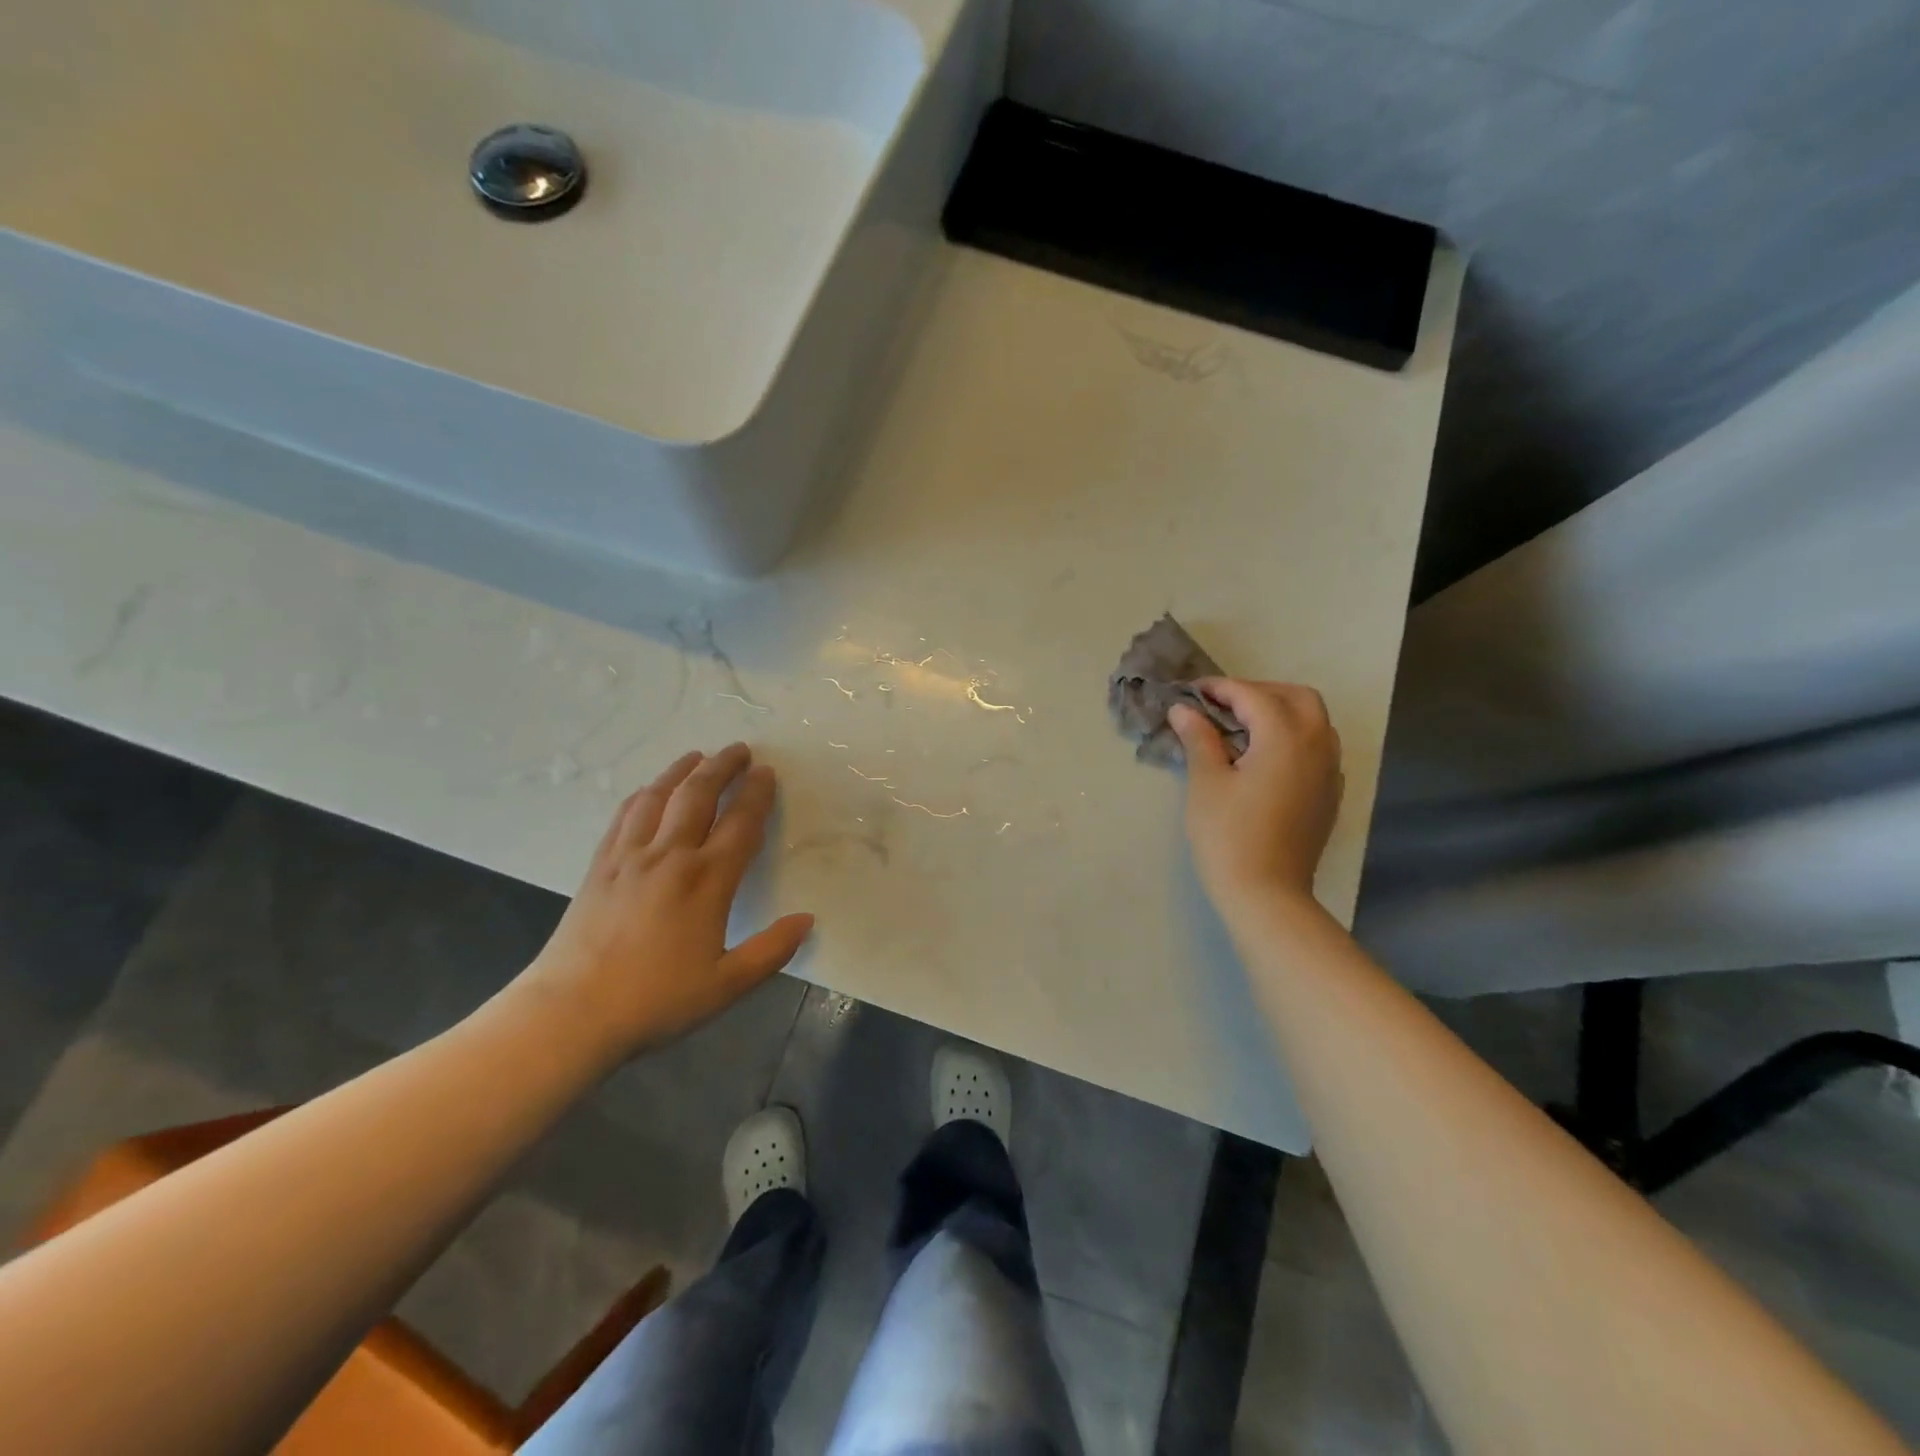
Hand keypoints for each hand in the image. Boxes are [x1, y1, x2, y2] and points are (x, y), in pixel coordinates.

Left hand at [513, 745, 813, 1063]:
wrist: (570, 1013)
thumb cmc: (655, 1001)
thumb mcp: (726, 985)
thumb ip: (771, 950)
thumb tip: (807, 920)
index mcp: (706, 881)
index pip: (740, 824)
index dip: (757, 794)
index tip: (767, 773)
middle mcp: (669, 856)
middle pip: (699, 795)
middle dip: (722, 766)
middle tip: (740, 749)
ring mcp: (629, 856)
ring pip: (659, 797)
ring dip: (682, 771)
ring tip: (698, 755)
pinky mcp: (600, 865)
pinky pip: (625, 815)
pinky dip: (644, 794)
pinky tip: (650, 790)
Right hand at [1170, 679, 1343, 919]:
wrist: (1266, 893)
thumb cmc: (1228, 835)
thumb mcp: (1206, 782)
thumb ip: (1199, 738)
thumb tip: (1184, 710)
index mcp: (1285, 737)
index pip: (1253, 696)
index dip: (1220, 688)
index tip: (1192, 692)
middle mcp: (1316, 745)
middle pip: (1296, 697)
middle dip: (1259, 692)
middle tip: (1222, 705)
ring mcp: (1329, 770)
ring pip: (1314, 721)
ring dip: (1281, 712)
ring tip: (1243, 727)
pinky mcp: (1329, 793)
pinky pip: (1319, 747)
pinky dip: (1294, 737)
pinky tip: (1265, 757)